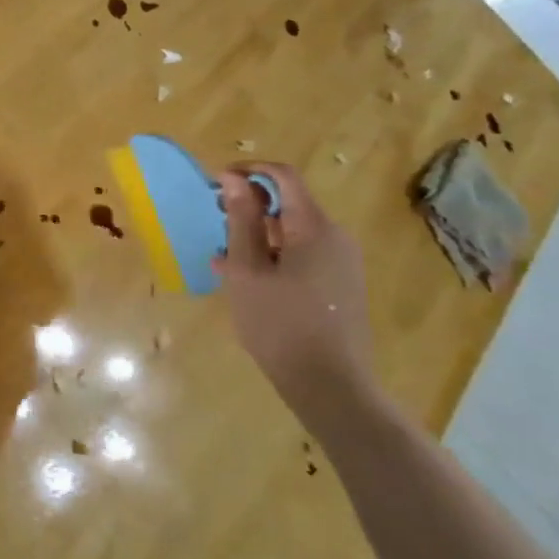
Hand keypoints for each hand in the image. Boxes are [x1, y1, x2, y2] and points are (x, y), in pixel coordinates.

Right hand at [216, 163, 375, 425]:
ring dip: (257, 235)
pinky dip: (273, 257)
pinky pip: (303, 256)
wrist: (331, 387)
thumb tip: (234, 177)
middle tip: (216, 222)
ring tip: (225, 257)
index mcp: (315, 227)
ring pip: (293, 233)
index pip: (283, 176)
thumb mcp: (248, 270)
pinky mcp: (341, 287)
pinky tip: (246, 280)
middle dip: (249, 207)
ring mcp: (342, 264)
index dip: (248, 171)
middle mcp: (335, 238)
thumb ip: (241, 220)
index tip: (216, 183)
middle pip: (289, 204)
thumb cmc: (280, 324)